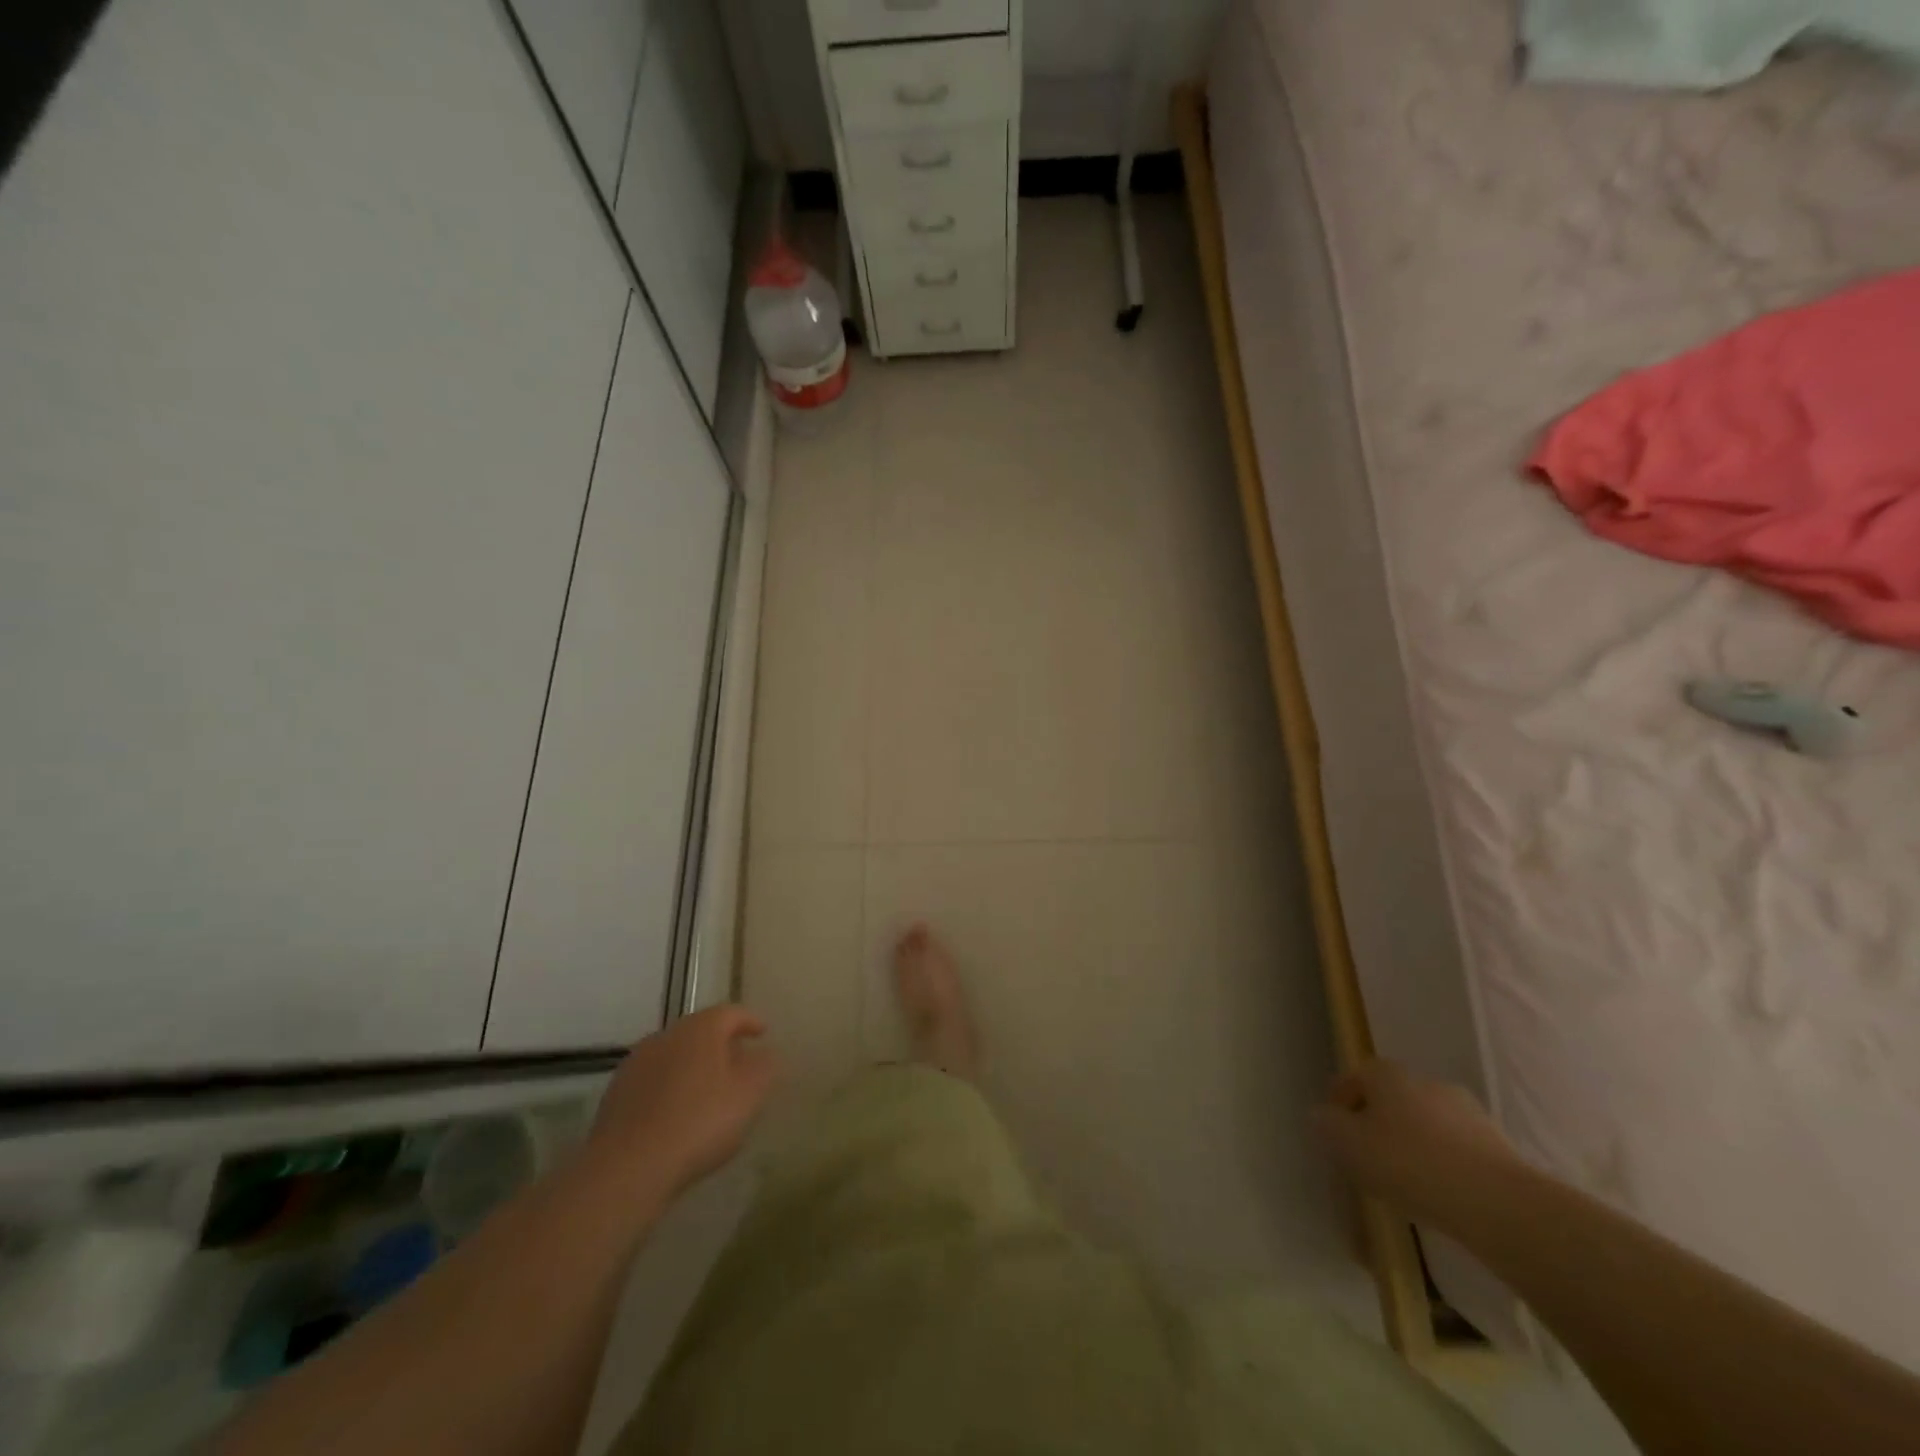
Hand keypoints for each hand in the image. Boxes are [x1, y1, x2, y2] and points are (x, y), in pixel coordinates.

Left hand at [582, 1006, 778, 1207]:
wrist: (627, 1168)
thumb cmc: (699, 1123)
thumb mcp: (748, 1095)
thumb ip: (764, 1068)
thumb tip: (766, 1054)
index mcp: (701, 1029)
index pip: (731, 1012)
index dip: (750, 1021)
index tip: (763, 1034)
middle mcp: (666, 1035)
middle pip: (700, 1031)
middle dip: (721, 1045)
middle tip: (739, 1064)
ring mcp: (637, 1063)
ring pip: (675, 1055)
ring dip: (693, 1067)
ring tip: (709, 1093)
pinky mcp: (616, 1093)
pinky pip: (654, 1081)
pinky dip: (670, 1088)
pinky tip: (677, 1115)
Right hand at [1311, 1058, 1522, 1231]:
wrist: (1499, 1204)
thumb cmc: (1410, 1164)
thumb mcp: (1349, 1145)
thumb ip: (1326, 1126)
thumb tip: (1322, 1116)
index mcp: (1388, 1075)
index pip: (1355, 1076)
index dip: (1340, 1101)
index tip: (1334, 1132)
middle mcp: (1426, 1082)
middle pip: (1391, 1099)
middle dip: (1376, 1123)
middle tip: (1366, 1158)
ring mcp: (1467, 1113)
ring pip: (1425, 1124)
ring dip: (1411, 1144)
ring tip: (1403, 1183)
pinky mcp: (1497, 1146)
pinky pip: (1455, 1150)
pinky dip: (1442, 1165)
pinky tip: (1438, 1195)